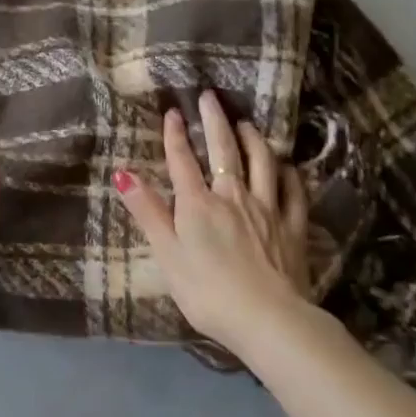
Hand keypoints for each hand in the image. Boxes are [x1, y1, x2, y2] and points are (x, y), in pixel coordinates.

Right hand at [114, 90, 310, 356]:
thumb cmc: (208, 292)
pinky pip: (293, 191)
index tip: (174, 111)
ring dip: (252, 138)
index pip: (183, 160)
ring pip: (261, 161)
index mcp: (198, 204)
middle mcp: (233, 195)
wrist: (268, 320)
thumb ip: (148, 212)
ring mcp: (267, 208)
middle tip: (210, 97)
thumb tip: (122, 173)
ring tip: (246, 123)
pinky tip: (286, 165)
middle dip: (215, 120)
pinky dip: (288, 173)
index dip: (176, 134)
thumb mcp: (167, 254)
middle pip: (223, 149)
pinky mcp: (293, 226)